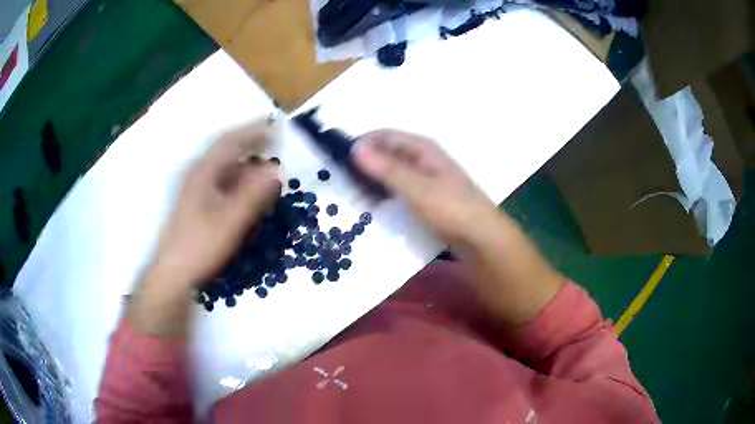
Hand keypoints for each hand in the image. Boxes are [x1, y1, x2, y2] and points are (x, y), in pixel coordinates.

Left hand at [149, 120, 280, 289]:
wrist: (173, 273)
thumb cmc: (200, 246)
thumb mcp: (230, 221)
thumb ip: (253, 194)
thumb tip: (276, 171)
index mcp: (203, 172)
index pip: (231, 140)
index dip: (254, 131)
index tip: (275, 126)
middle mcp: (197, 173)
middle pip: (226, 150)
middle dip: (250, 144)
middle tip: (274, 144)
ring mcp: (194, 188)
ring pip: (223, 166)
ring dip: (244, 161)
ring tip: (264, 164)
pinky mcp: (195, 202)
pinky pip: (219, 181)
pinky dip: (236, 178)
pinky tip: (245, 189)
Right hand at [353, 129, 496, 246]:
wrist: (480, 238)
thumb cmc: (451, 209)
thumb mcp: (417, 188)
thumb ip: (387, 169)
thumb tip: (355, 149)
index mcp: (422, 148)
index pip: (384, 136)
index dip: (362, 144)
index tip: (340, 161)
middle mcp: (422, 158)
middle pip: (386, 153)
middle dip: (365, 165)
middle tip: (346, 185)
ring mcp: (424, 178)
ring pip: (391, 171)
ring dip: (373, 181)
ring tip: (357, 198)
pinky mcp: (425, 196)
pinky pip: (399, 188)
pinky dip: (384, 193)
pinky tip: (375, 206)